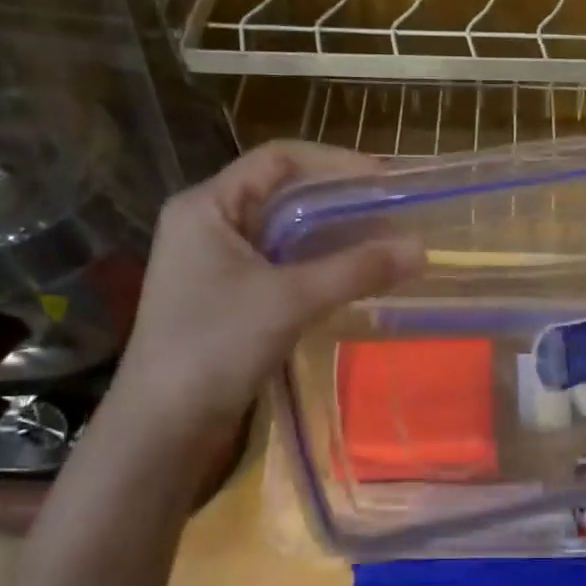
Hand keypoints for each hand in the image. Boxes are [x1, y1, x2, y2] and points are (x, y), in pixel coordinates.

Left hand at [104, 142, 424, 458]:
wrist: (163, 427)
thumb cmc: (215, 346)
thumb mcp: (290, 300)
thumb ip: (356, 269)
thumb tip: (422, 248)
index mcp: (207, 205)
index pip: (278, 159)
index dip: (334, 162)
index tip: (384, 180)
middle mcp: (209, 223)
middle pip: (283, 193)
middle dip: (339, 199)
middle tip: (392, 211)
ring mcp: (216, 261)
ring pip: (284, 231)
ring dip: (332, 234)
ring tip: (383, 241)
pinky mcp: (229, 295)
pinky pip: (281, 263)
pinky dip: (318, 263)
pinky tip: (352, 275)